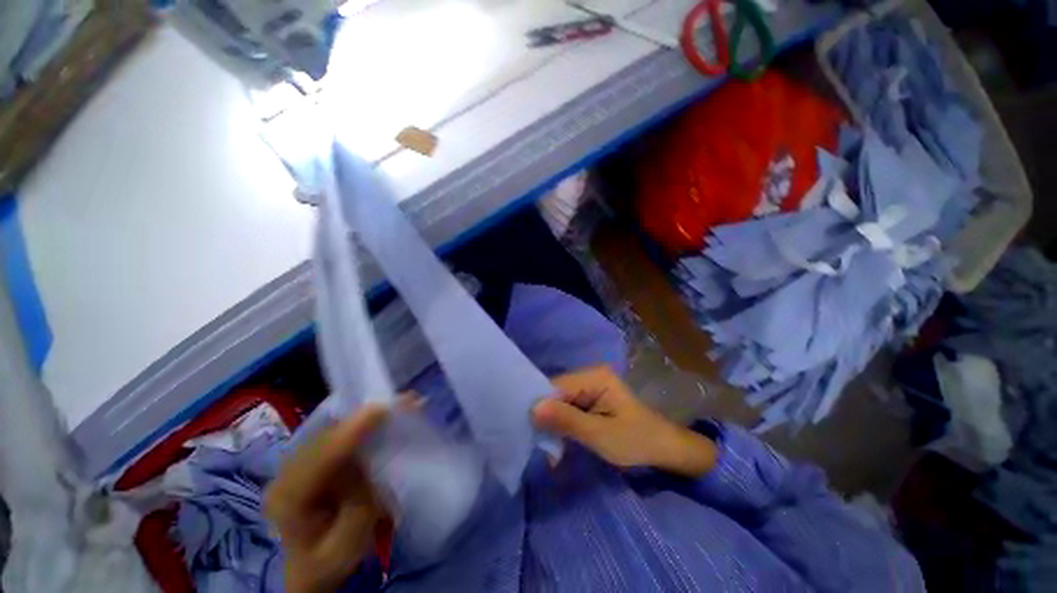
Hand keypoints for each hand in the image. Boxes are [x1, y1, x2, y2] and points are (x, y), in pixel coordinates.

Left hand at [264, 405, 386, 592]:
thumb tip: (375, 459)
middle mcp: (285, 474)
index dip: (352, 431)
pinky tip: (382, 415)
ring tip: (399, 404)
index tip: (383, 409)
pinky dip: (360, 423)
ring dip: (366, 416)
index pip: (321, 458)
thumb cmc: (329, 560)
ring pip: (332, 429)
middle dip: (365, 416)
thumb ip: (360, 502)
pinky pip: (336, 433)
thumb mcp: (349, 542)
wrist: (308, 568)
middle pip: (327, 436)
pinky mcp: (309, 457)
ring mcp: (294, 463)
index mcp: (289, 500)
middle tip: (404, 402)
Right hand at [533, 366, 716, 477]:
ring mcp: (590, 386)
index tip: (529, 429)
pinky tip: (558, 439)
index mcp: (595, 376)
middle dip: (546, 416)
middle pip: (556, 392)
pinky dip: (561, 423)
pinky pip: (567, 407)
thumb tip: (532, 408)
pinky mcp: (590, 398)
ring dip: (553, 421)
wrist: (663, 449)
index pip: (556, 386)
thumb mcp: (600, 435)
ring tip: (547, 445)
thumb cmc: (636, 441)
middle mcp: (589, 375)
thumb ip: (567, 421)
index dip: (541, 406)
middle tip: (539, 442)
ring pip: (559, 401)